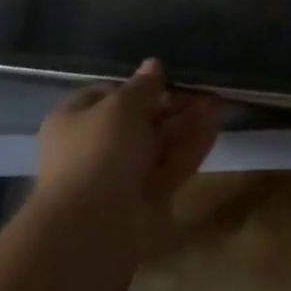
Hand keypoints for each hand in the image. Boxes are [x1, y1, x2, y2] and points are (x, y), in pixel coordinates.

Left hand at [36, 59, 220, 248]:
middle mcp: (94, 147)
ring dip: (186, 124)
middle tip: (203, 92)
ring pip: (157, 144)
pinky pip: (169, 167)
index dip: (137, 86)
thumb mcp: (121, 107)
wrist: (94, 225)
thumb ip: (142, 86)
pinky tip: (214, 130)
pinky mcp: (144, 198)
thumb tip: (153, 65)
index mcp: (73, 121)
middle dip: (170, 105)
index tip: (167, 80)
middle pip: (136, 120)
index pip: (106, 95)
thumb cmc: (99, 153)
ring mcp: (120, 176)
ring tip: (217, 104)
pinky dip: (190, 148)